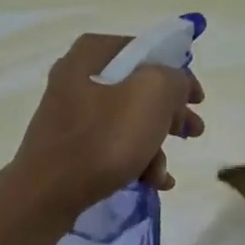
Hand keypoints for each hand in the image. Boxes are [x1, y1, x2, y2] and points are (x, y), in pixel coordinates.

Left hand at [2, 33, 204, 220]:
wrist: (47, 194)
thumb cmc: (103, 138)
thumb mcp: (153, 95)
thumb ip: (175, 79)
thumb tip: (176, 86)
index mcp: (92, 54)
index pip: (146, 51)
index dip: (177, 72)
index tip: (197, 99)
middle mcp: (77, 77)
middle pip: (139, 88)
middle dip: (171, 114)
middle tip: (193, 131)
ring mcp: (70, 115)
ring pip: (128, 121)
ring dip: (155, 146)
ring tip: (165, 173)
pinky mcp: (68, 147)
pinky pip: (111, 146)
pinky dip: (135, 160)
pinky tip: (151, 182)